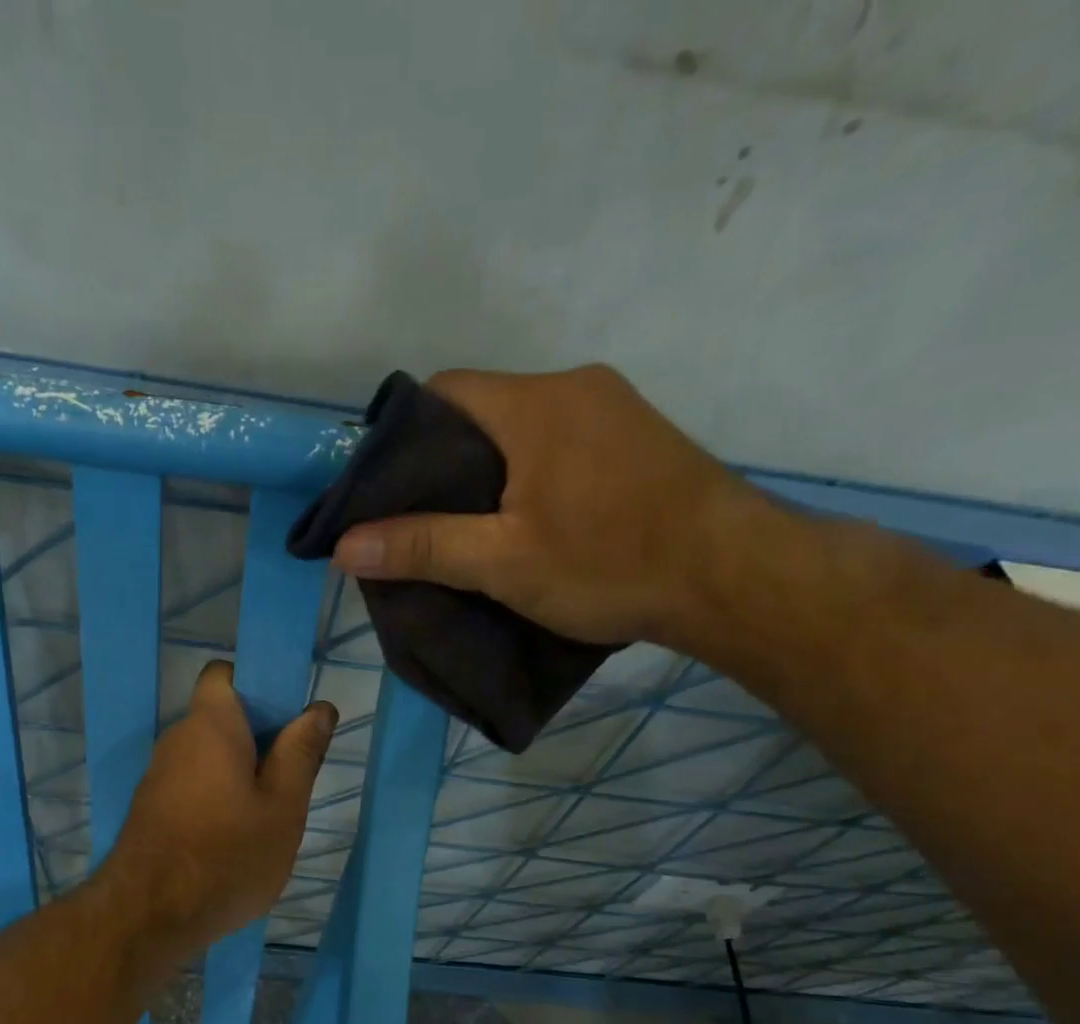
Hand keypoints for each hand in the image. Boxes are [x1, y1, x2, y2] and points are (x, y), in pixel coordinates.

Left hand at [97, 661, 336, 969]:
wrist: (148, 918)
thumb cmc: (227, 855)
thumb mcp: (283, 807)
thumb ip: (301, 753)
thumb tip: (319, 708)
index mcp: (210, 726)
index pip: (224, 673)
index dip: (258, 685)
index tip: (288, 721)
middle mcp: (177, 739)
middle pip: (222, 718)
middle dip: (260, 737)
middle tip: (293, 777)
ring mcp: (159, 775)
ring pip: (210, 755)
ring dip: (241, 771)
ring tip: (270, 813)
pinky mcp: (151, 808)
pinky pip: (193, 783)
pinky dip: (217, 795)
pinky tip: (236, 836)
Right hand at [331, 365, 761, 646]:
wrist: (736, 578)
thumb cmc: (611, 563)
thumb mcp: (504, 562)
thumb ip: (422, 546)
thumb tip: (344, 545)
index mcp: (535, 403)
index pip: (444, 392)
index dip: (405, 436)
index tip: (388, 488)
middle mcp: (575, 388)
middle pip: (483, 409)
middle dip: (446, 460)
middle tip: (424, 518)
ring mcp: (615, 410)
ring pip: (523, 428)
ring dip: (492, 469)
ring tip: (472, 526)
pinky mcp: (640, 440)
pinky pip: (562, 442)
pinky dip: (532, 472)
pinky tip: (531, 519)